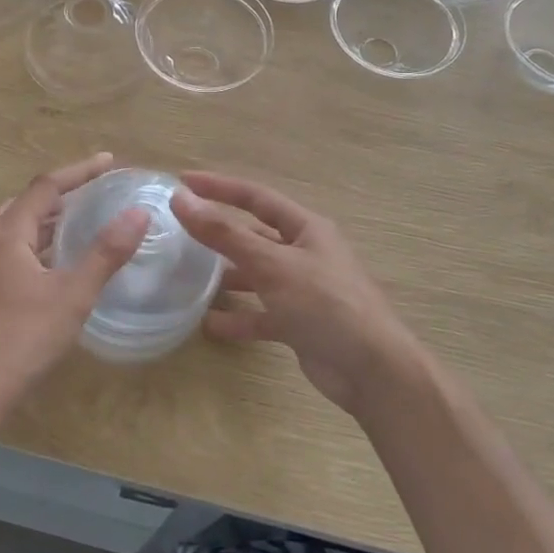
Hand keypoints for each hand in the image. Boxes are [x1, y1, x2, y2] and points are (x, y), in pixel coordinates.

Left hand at [0, 153, 149, 412]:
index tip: (108, 161)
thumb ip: (106, 252)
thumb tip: (139, 214)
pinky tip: (52, 266)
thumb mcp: (73, 294)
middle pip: (25, 203)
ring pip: (14, 229)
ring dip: (45, 220)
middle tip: (93, 193)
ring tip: (78, 224)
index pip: (46, 186)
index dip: (79, 171)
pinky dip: (34, 245)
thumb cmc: (22, 337)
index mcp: (6, 233)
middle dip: (60, 194)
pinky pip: (8, 251)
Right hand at [170, 172, 426, 417]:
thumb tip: (181, 199)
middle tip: (181, 231)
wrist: (372, 371)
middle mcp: (305, 253)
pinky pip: (262, 313)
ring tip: (189, 277)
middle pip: (255, 235)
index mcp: (306, 228)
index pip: (256, 196)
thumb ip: (225, 234)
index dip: (219, 187)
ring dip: (227, 276)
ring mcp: (304, 289)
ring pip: (257, 274)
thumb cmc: (325, 304)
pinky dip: (239, 317)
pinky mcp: (300, 323)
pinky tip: (210, 324)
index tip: (183, 181)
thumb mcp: (272, 264)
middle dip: (221, 233)